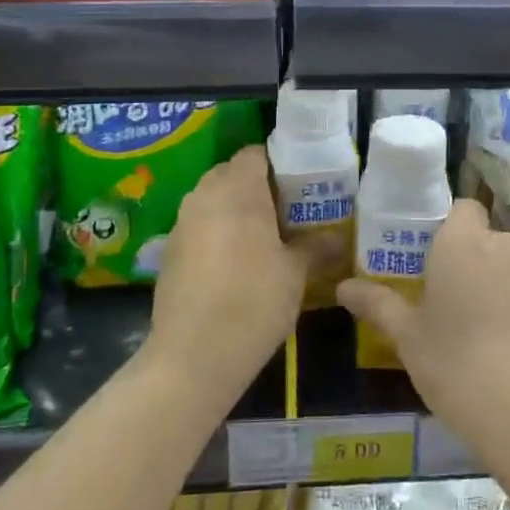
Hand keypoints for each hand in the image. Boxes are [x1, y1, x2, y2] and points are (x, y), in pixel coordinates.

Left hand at [147, 147, 305, 410]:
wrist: (193, 355)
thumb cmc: (253, 302)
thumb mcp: (296, 273)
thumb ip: (316, 247)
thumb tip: (340, 238)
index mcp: (238, 189)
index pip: (256, 154)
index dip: (279, 164)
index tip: (301, 185)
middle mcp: (204, 196)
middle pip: (231, 174)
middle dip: (257, 186)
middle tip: (286, 211)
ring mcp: (182, 223)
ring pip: (212, 200)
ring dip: (235, 210)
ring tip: (264, 237)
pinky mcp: (169, 251)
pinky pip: (198, 226)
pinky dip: (216, 233)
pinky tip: (235, 264)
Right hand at [337, 200, 509, 464]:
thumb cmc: (459, 365)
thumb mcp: (409, 338)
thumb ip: (379, 305)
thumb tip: (344, 287)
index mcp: (463, 242)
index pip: (461, 207)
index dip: (448, 227)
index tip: (431, 258)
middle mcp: (506, 246)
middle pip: (486, 240)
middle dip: (470, 262)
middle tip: (446, 300)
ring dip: (497, 287)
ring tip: (478, 332)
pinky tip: (509, 353)